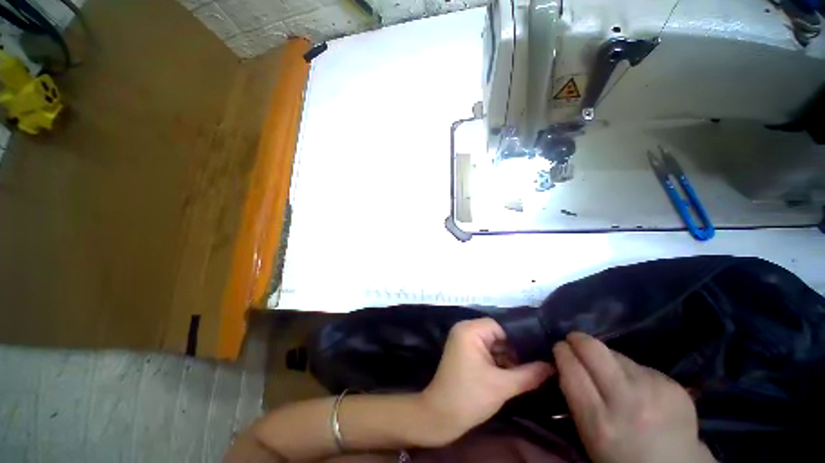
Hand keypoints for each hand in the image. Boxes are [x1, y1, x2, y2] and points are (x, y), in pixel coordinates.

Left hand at [417, 318, 551, 445]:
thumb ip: (530, 374)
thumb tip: (554, 366)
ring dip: (511, 358)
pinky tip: (520, 373)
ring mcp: (465, 342)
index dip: (522, 337)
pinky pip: (488, 353)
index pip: (502, 326)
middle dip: (518, 350)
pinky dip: (501, 363)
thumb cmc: (469, 397)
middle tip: (544, 360)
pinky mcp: (466, 354)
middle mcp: (466, 330)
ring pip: (495, 345)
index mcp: (470, 330)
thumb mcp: (502, 386)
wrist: (440, 417)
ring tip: (537, 367)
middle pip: (498, 335)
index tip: (543, 349)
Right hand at [553, 332, 715, 462]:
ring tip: (609, 372)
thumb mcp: (588, 435)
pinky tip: (636, 386)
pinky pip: (639, 364)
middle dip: (578, 339)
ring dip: (606, 358)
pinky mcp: (673, 384)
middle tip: (573, 341)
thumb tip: (564, 364)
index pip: (571, 368)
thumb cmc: (621, 458)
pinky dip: (630, 370)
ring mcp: (654, 390)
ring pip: (616, 353)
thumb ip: (575, 398)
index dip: (561, 352)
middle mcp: (627, 401)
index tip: (559, 348)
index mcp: (600, 422)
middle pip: (593, 349)